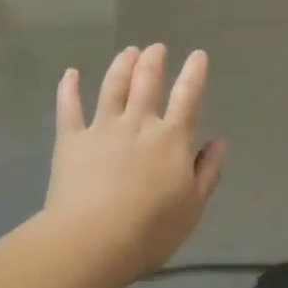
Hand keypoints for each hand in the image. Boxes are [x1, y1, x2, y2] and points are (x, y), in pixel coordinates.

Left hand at [44, 45, 225, 280]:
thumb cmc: (151, 230)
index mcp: (171, 139)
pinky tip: (70, 73)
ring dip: (121, 65)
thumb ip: (207, 172)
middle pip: (147, 83)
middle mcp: (138, 124)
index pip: (187, 97)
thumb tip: (218, 142)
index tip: (197, 55)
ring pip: (112, 87)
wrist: (93, 240)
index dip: (194, 74)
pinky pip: (69, 107)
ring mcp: (102, 128)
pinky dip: (69, 88)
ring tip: (128, 51)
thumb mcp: (193, 206)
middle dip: (153, 61)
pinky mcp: (71, 140)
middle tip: (156, 48)